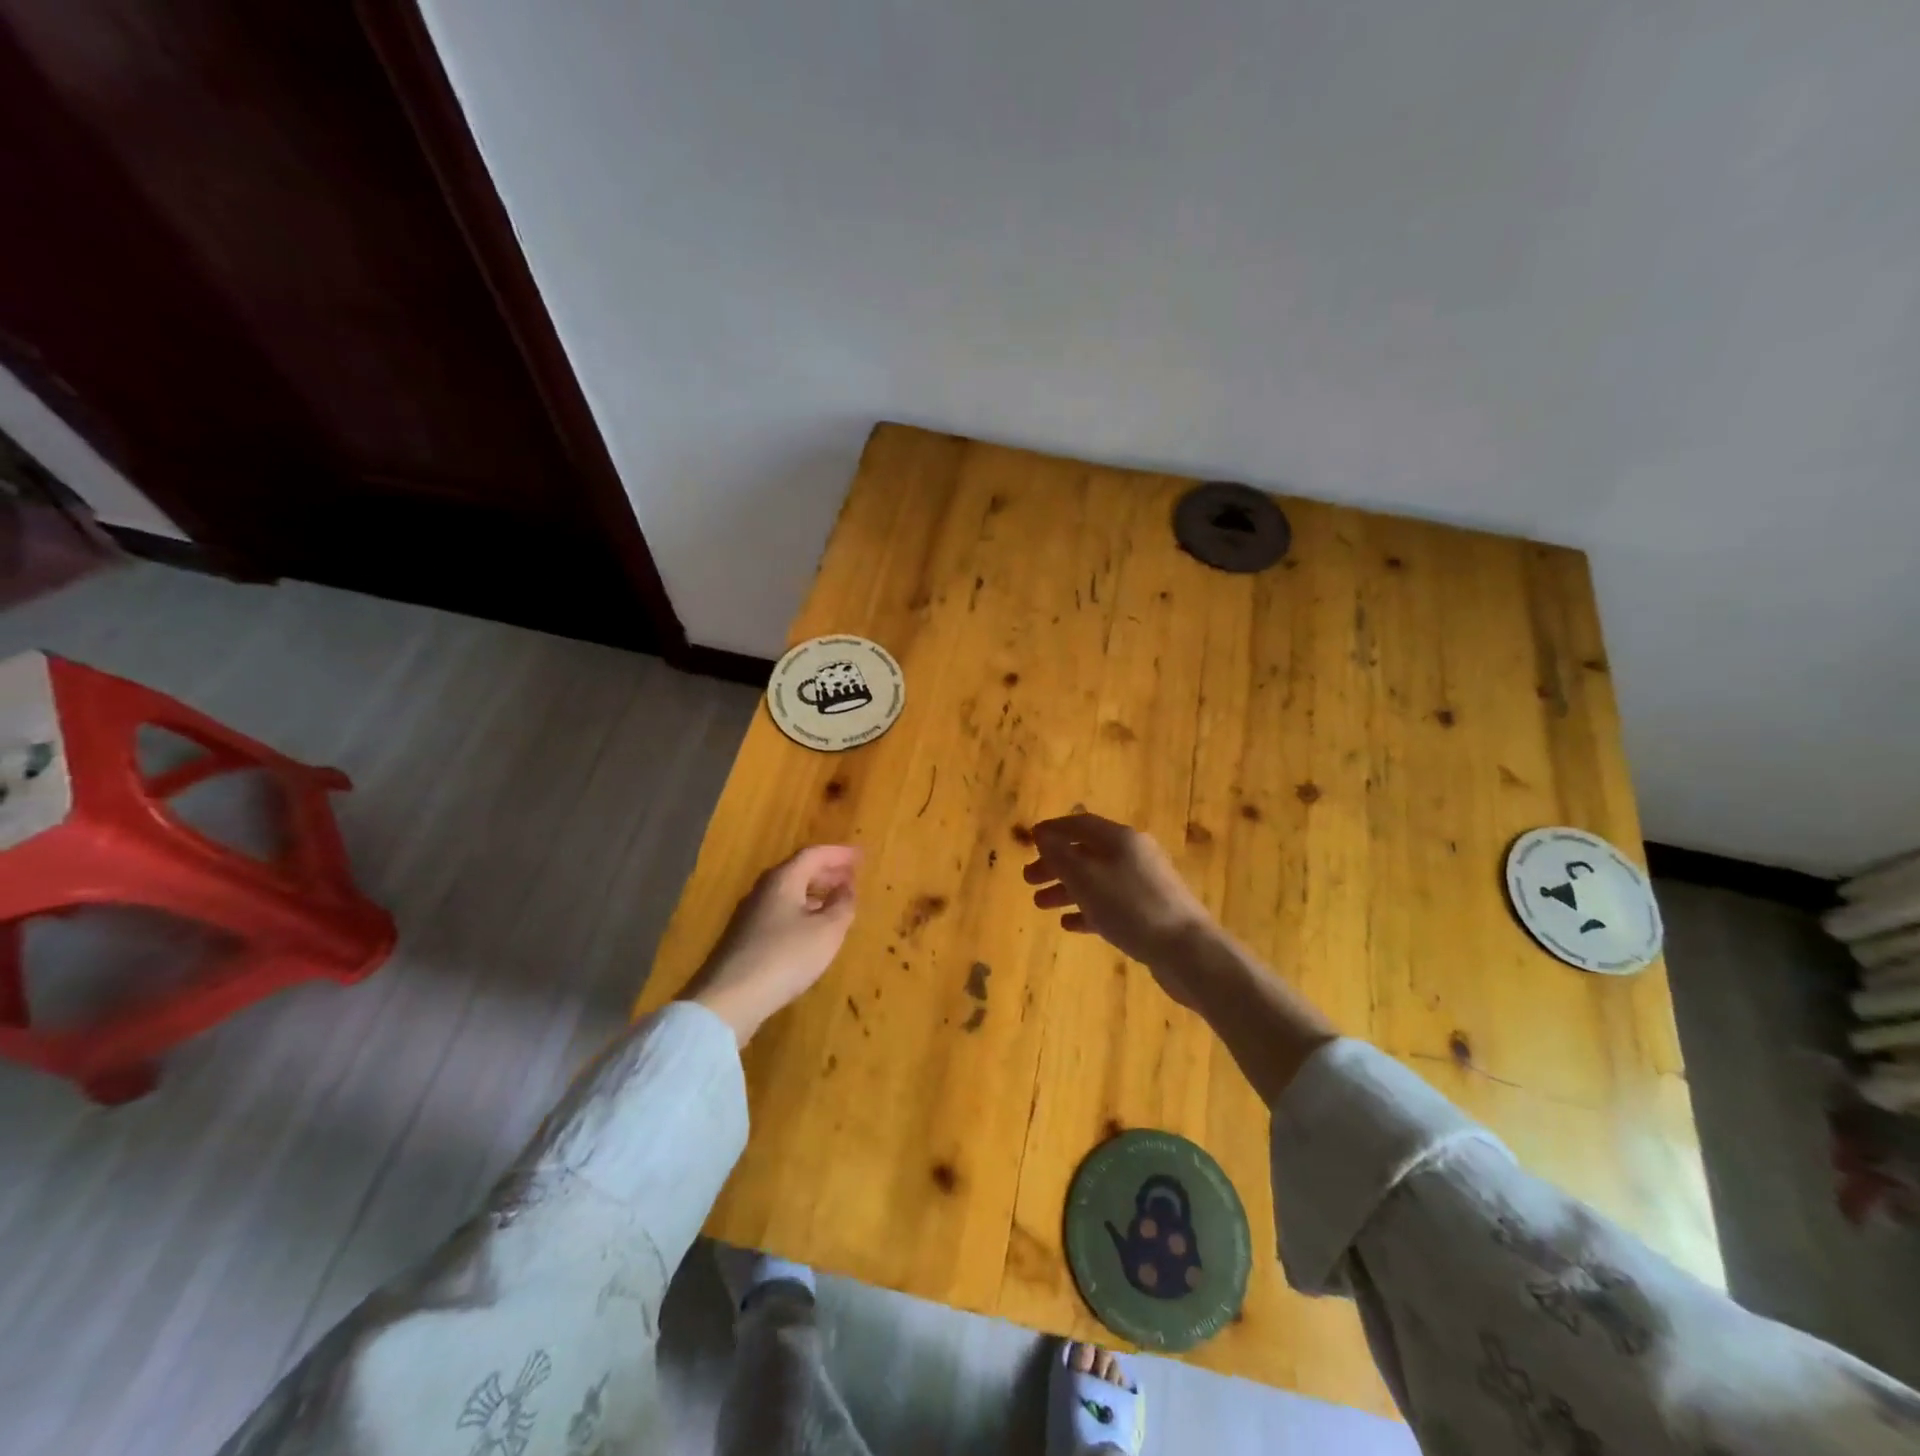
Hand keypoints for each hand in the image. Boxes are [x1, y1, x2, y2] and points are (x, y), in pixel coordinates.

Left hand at [680, 845, 859, 1044]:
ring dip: (815, 892)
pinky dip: (803, 910)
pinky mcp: (746, 938)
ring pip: (789, 892)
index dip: (839, 854)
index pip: (814, 855)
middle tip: (852, 877)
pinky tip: (812, 929)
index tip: (861, 856)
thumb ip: (842, 905)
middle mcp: (764, 890)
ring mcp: (751, 915)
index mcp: (783, 880)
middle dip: (828, 871)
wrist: (730, 999)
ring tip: (837, 901)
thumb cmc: (786, 957)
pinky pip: (781, 911)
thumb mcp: (827, 931)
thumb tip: (846, 887)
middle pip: (799, 870)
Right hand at [1023, 814, 1217, 1003]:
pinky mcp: (1150, 912)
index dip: (1053, 830)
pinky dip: (1088, 910)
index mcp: (1120, 839)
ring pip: (1097, 879)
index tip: (1029, 841)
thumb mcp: (1087, 879)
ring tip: (1040, 905)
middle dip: (1056, 864)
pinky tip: (1069, 924)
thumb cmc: (1131, 908)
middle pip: (1087, 852)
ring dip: (1067, 889)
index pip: (1080, 824)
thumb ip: (1061, 856)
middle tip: (1028, 879)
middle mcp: (1134, 855)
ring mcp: (1144, 884)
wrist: (1188, 951)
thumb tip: (1043, 835)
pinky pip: (1111, 904)